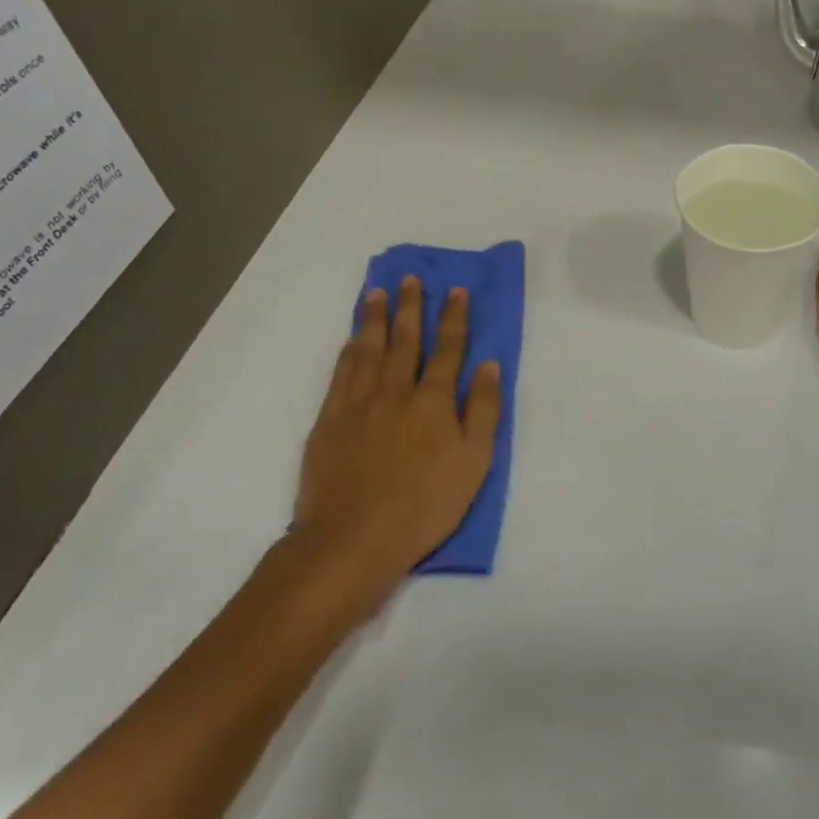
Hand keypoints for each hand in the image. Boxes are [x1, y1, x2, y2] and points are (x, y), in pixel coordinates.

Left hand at [291, 277, 501, 608]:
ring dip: (376, 318)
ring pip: (369, 349)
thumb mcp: (474, 463)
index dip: (454, 318)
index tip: (457, 291)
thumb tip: (488, 365)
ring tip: (379, 292)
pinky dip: (349, 350)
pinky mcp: (330, 420)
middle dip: (412, 307)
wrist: (353, 539)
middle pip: (405, 340)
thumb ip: (483, 410)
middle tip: (411, 278)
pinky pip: (341, 373)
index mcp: (433, 401)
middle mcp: (396, 391)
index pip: (448, 349)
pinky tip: (353, 338)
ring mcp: (358, 403)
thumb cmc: (425, 505)